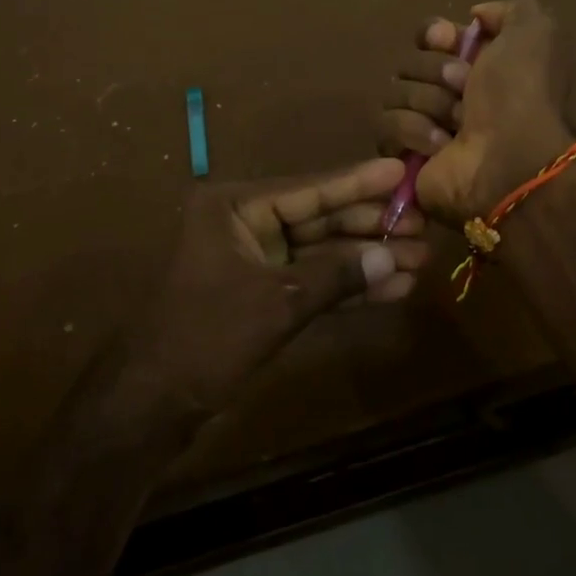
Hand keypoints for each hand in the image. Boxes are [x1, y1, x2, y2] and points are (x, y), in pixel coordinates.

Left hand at [113, 158, 429, 424]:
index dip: (358, 183)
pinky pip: (312, 283)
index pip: (308, 190)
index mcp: (234, 208)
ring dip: (365, 260)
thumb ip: (335, 276)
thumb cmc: (206, 337)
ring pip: (320, 253)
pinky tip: (391, 288)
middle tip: (422, 224)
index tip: (401, 170)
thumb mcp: (276, 302)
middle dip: (370, 227)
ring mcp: (254, 261)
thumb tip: (392, 256)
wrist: (152, 405)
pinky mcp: (261, 296)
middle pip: (319, 219)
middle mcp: (245, 225)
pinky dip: (346, 288)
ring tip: (419, 260)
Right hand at [377, 0, 574, 222]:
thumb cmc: (520, 94)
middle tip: (463, 89)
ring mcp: (426, 124)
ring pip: (395, 92)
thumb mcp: (534, 33)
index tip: (446, 40)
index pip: (431, 35)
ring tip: (456, 124)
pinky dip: (414, 131)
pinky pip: (386, 125)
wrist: (510, 160)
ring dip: (428, 103)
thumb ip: (511, 10)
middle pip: (410, 62)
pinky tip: (440, 146)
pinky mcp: (404, 155)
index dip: (434, 34)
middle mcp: (451, 93)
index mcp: (479, 65)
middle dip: (435, 72)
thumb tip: (476, 17)